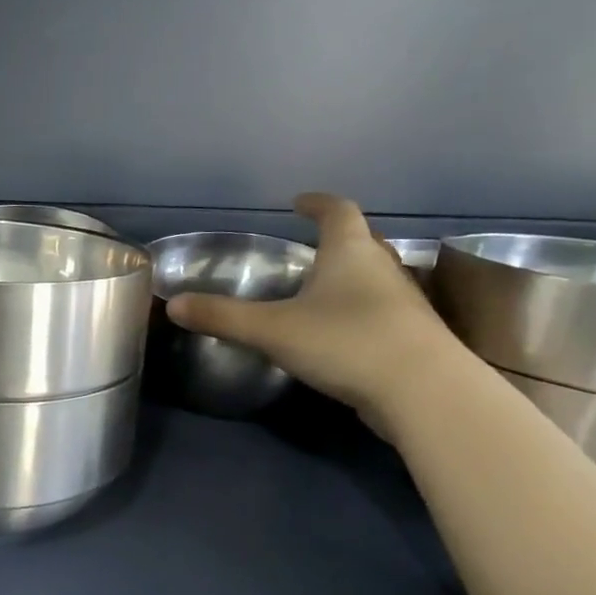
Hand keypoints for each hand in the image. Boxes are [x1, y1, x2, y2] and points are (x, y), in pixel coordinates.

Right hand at [166, 193, 466, 427]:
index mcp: (351, 252)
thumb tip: (172, 304)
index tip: (298, 202)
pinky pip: (380, 311)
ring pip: (375, 277)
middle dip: (337, 239)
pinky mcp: (412, 336)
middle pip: (363, 241)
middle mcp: (383, 267)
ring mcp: (403, 302)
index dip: (317, 204)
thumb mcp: (272, 329)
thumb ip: (222, 316)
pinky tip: (341, 333)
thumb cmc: (345, 342)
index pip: (337, 210)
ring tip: (322, 289)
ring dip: (351, 276)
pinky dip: (359, 311)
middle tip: (311, 245)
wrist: (423, 391)